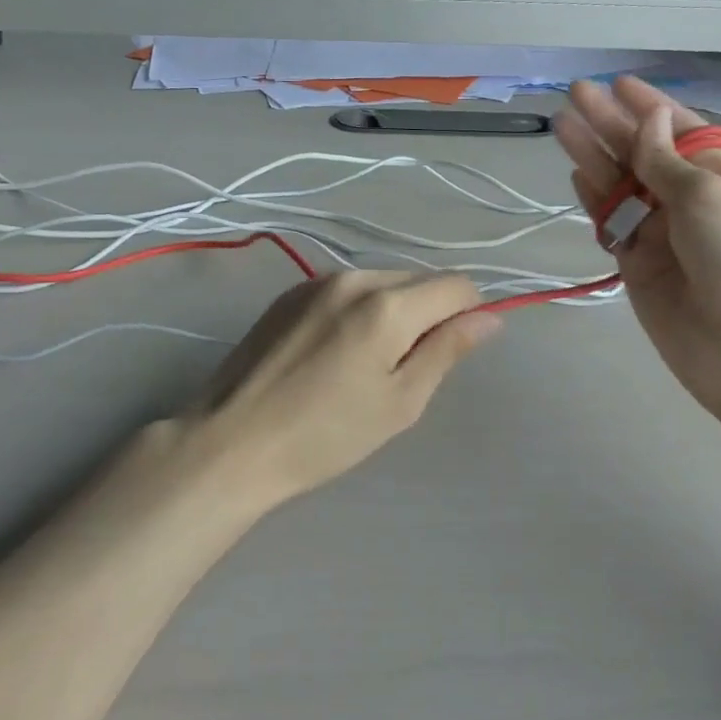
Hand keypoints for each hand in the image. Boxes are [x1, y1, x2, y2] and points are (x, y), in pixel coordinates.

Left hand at [181, 271, 502, 502]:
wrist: (231, 442)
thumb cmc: (325, 435)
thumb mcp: (400, 403)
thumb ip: (446, 351)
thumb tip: (489, 318)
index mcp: (387, 305)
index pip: (456, 286)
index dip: (468, 315)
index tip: (450, 352)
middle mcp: (354, 277)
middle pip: (418, 280)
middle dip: (429, 313)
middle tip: (404, 369)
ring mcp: (317, 280)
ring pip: (381, 281)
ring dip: (393, 310)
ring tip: (365, 363)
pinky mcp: (289, 292)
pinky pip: (346, 288)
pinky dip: (358, 310)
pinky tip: (334, 352)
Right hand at [553, 77, 720, 418]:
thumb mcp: (707, 196)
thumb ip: (666, 159)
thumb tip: (650, 120)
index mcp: (720, 176)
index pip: (679, 130)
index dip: (649, 107)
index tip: (618, 84)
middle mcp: (687, 199)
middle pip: (641, 152)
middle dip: (609, 123)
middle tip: (575, 94)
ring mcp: (659, 231)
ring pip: (618, 184)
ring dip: (592, 154)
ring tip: (560, 124)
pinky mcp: (635, 262)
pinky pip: (609, 222)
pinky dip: (593, 198)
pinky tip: (575, 173)